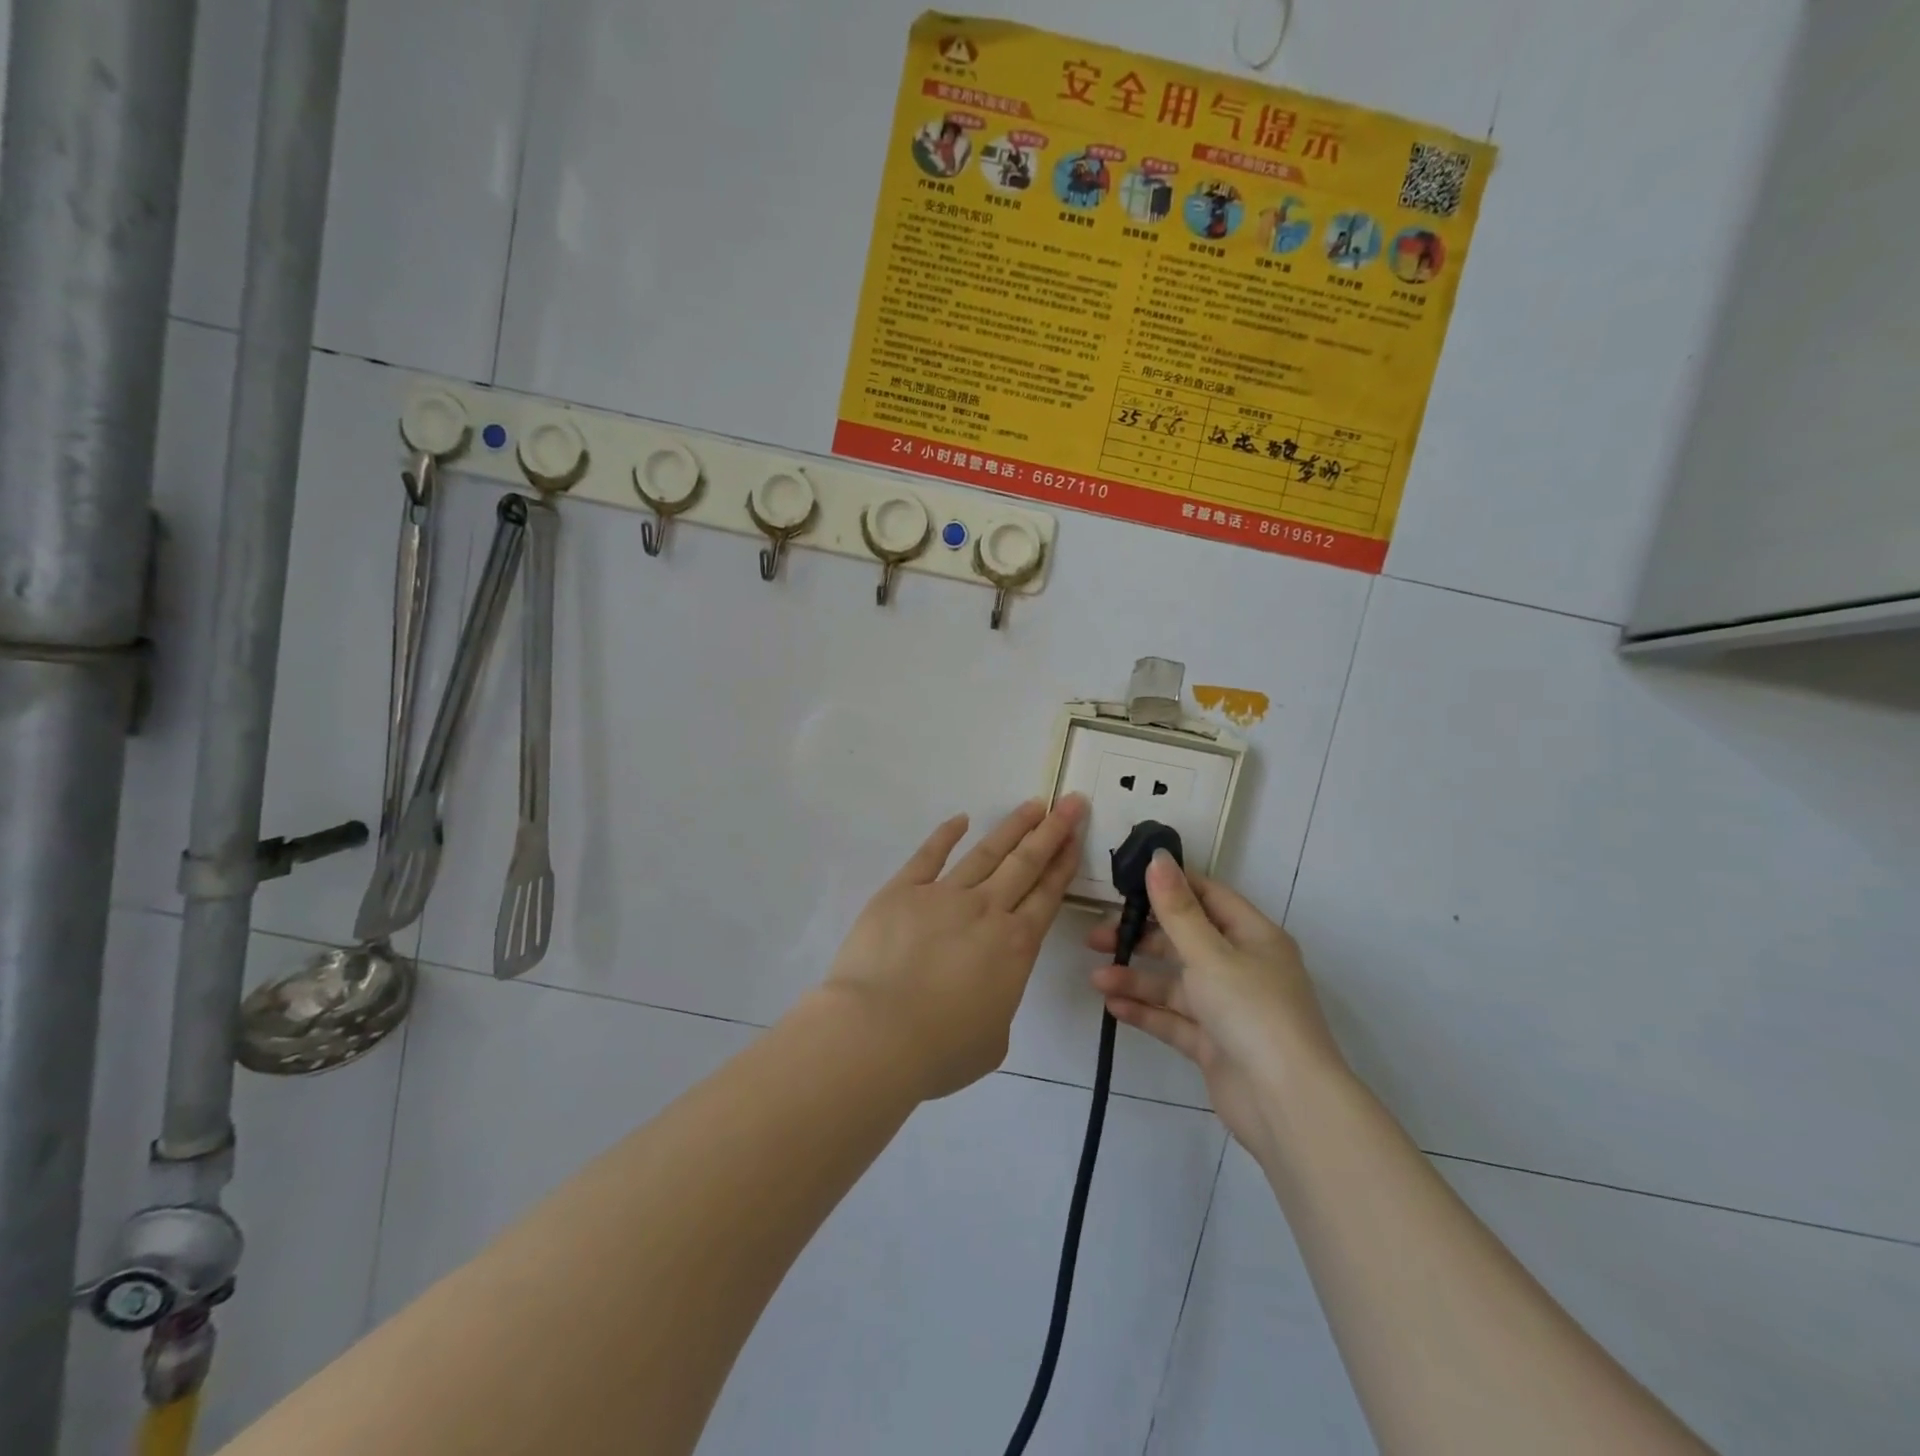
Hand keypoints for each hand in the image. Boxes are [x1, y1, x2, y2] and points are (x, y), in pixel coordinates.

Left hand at [822, 795, 1087, 1099]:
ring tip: (1033, 805)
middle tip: (1070, 802)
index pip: (1047, 895)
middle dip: (1052, 831)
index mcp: (1014, 947)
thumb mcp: (992, 1041)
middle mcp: (986, 911)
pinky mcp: (902, 891)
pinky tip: (961, 819)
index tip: (1076, 836)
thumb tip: (985, 991)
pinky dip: (945, 835)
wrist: (877, 1034)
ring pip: (986, 852)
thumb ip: (998, 1006)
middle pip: (1025, 863)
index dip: (1063, 864)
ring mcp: (943, 896)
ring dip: (1012, 827)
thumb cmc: (939, 1049)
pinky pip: (928, 856)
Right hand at [1088, 853, 1346, 1156]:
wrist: (1287, 1104)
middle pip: (1185, 940)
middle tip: (1097, 937)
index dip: (1170, 885)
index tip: (1126, 881)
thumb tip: (1158, 858)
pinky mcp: (1215, 1045)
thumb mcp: (1210, 953)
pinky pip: (1175, 1020)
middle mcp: (1242, 968)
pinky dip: (1146, 1012)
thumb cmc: (1252, 1011)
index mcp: (1253, 937)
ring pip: (1175, 983)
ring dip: (1137, 978)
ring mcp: (1228, 1009)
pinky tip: (1113, 1007)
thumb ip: (1177, 909)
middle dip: (1141, 937)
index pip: (1208, 896)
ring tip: (1097, 978)